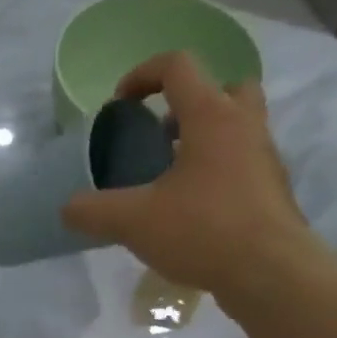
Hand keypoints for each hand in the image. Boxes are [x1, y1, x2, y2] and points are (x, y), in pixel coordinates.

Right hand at [61, 51, 327, 310]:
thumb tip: (68, 207)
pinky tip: (188, 209)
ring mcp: (262, 157)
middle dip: (187, 104)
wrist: (268, 270)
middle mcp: (243, 125)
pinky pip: (240, 163)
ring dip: (201, 139)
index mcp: (211, 117)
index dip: (143, 75)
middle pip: (222, 88)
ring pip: (235, 127)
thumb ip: (93, 211)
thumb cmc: (202, 230)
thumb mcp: (133, 222)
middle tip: (159, 136)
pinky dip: (214, 172)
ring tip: (168, 176)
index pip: (178, 67)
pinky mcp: (269, 189)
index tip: (120, 103)